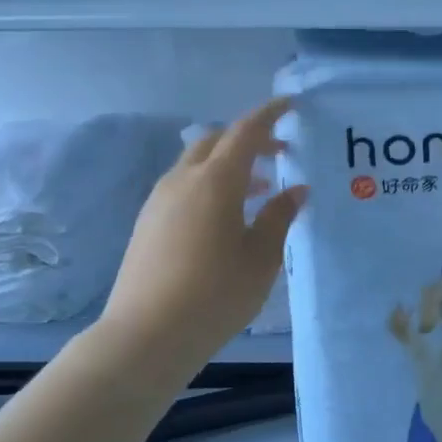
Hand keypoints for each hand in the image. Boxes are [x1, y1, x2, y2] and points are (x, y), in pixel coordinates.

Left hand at [97, 97, 305, 372]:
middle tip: (280, 153)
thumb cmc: (215, 294)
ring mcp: (159, 201)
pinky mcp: (148, 222)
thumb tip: (296, 190)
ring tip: (259, 188)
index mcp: (215, 181)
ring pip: (197, 163)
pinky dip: (210, 184)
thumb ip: (279, 217)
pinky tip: (227, 216)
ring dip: (229, 164)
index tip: (291, 105)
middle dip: (249, 139)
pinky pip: (184, 186)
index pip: (246, 132)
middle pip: (216, 140)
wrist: (145, 337)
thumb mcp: (260, 257)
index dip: (270, 115)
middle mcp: (183, 180)